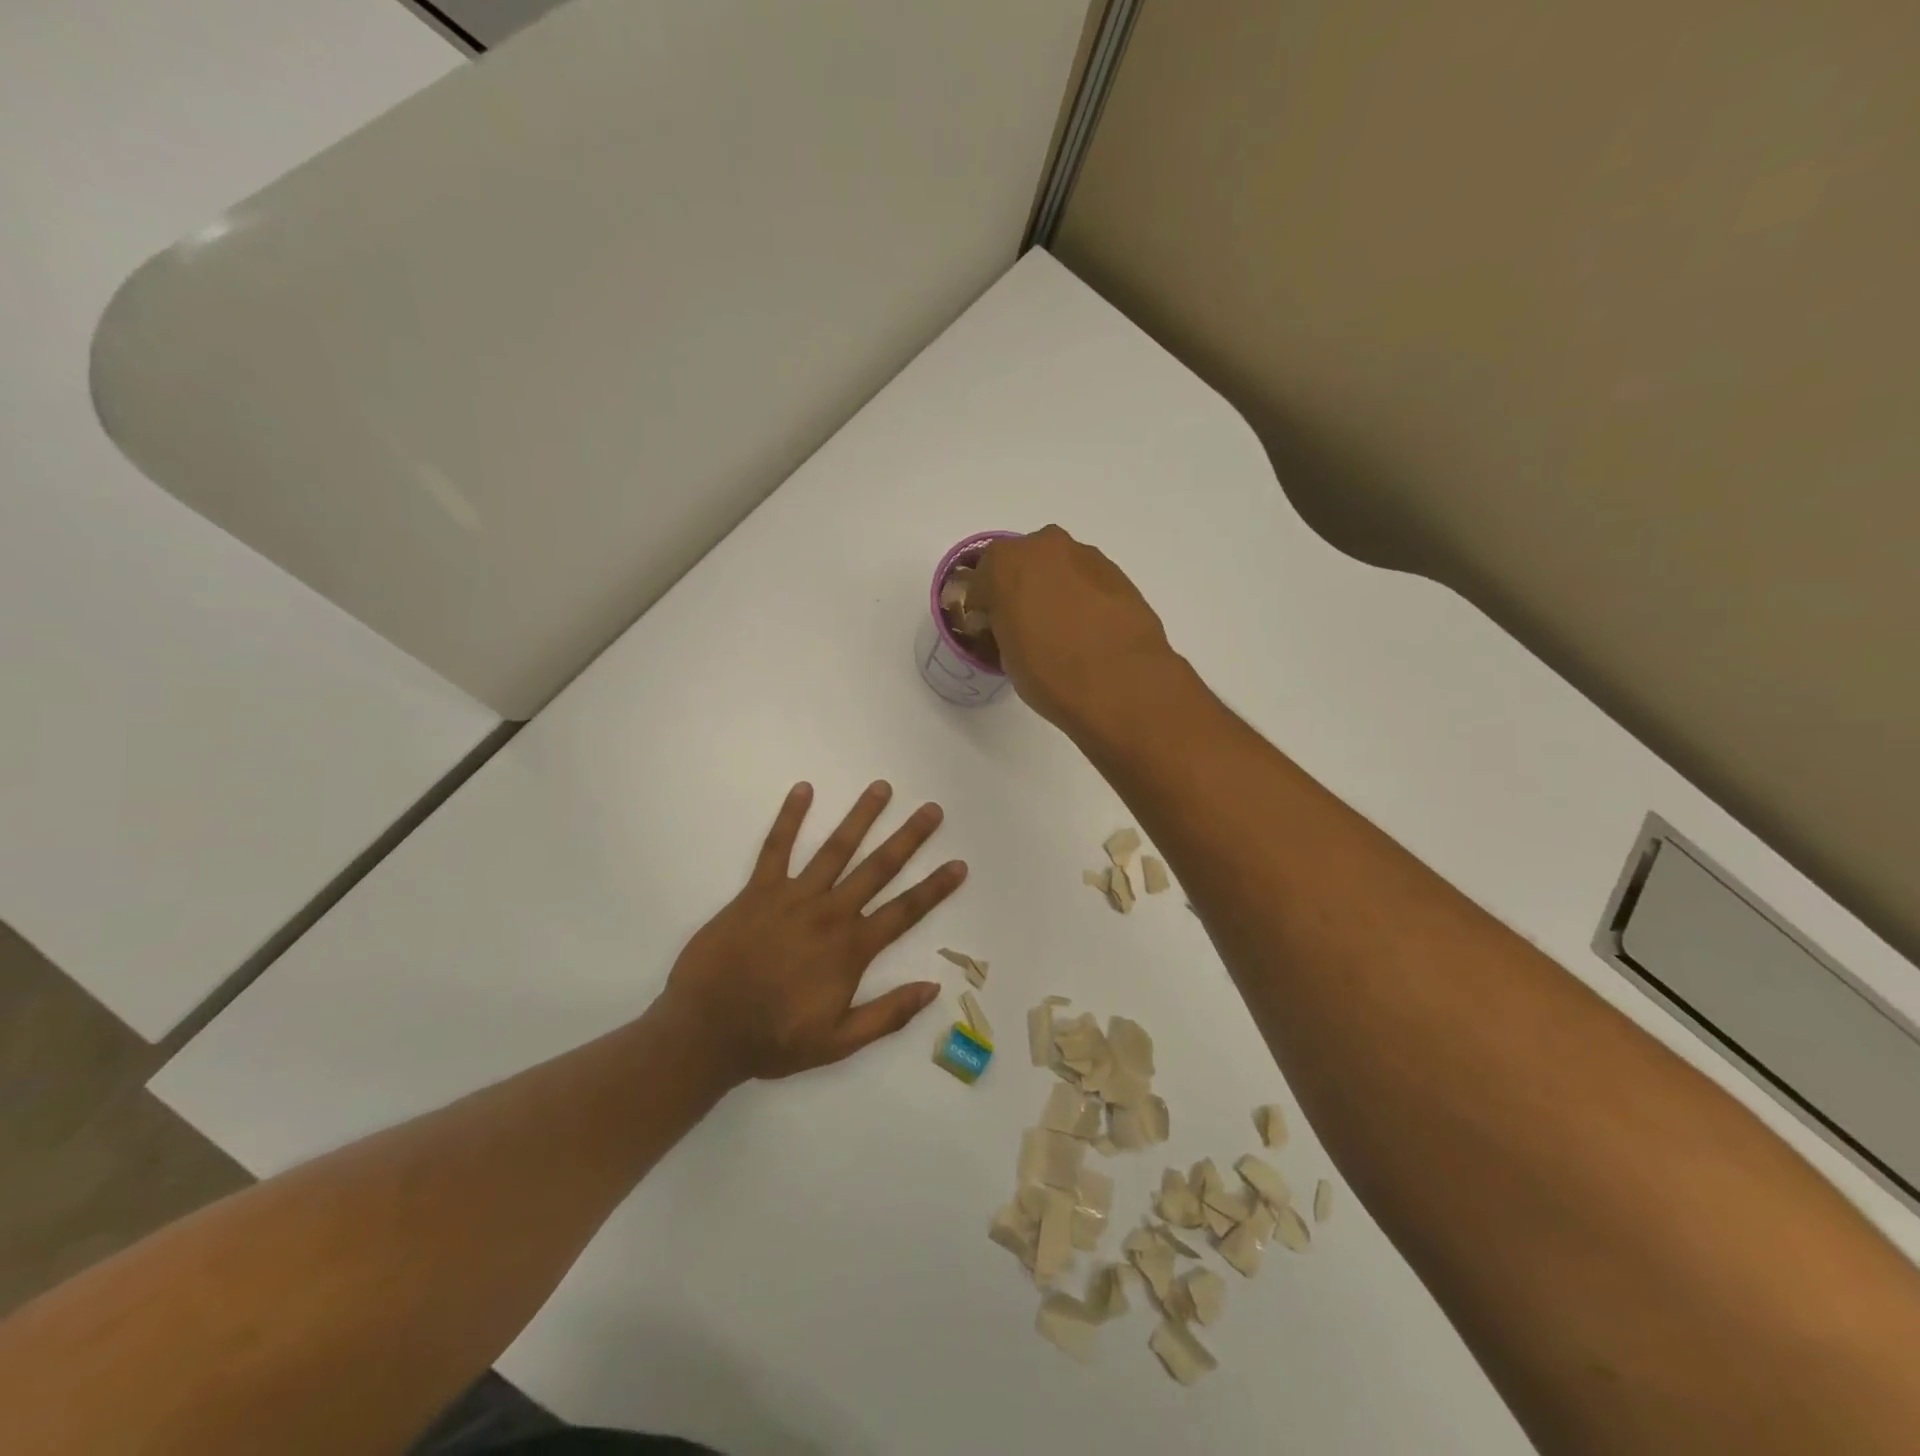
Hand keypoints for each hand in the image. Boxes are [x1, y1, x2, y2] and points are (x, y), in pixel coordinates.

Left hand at [662, 781, 966, 1081]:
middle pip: (878, 868)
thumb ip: (888, 1014)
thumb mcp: (839, 1042)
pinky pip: (776, 847)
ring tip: (882, 788)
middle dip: (908, 837)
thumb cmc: (774, 1039)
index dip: (935, 888)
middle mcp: (830, 914)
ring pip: (835, 849)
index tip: (959, 864)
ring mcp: (793, 897)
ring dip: (861, 817)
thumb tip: (933, 987)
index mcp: (851, 949)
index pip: (905, 911)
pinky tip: (803, 790)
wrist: (705, 1031)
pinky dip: (790, 818)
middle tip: (932, 809)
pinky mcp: (758, 891)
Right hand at [972, 525, 1176, 730]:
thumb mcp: (1006, 655)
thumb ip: (1003, 626)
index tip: (993, 632)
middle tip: (1027, 629)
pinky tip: (1090, 635)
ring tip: (1064, 635)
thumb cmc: (1049, 672)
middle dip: (1022, 591)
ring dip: (1056, 593)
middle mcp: (1046, 546)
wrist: (1121, 684)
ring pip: (1060, 571)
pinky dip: (1084, 601)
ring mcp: (1088, 557)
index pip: (982, 580)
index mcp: (1006, 561)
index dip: (986, 607)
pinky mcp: (1120, 575)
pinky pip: (1089, 584)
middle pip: (1025, 565)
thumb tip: (1015, 626)